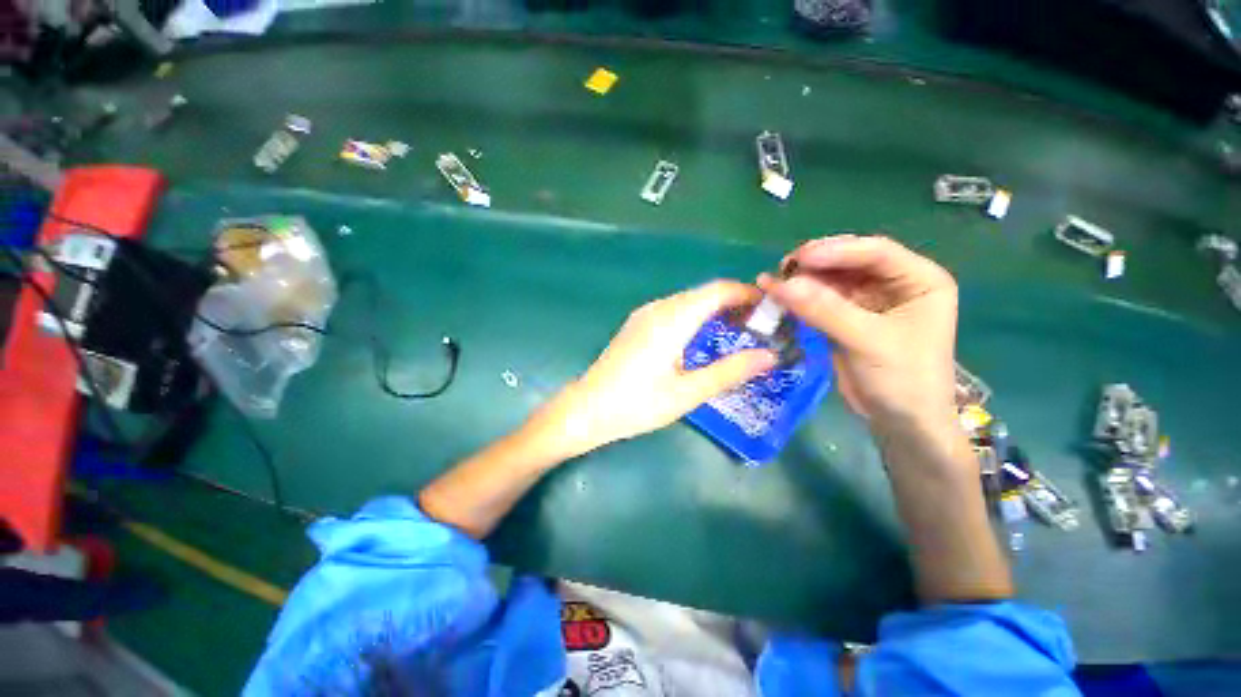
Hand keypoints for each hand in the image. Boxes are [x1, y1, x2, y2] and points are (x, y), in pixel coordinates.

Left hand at [538, 281, 777, 456]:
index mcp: (672, 318)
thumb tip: (770, 355)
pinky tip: (703, 339)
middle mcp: (658, 307)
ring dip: (716, 311)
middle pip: (705, 293)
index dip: (749, 294)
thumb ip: (729, 371)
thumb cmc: (636, 404)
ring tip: (738, 334)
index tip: (773, 311)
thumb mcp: (687, 393)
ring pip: (689, 301)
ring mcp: (645, 314)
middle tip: (761, 328)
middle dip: (736, 304)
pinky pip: (675, 310)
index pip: (719, 290)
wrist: (587, 408)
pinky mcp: (637, 324)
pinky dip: (696, 317)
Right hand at [758, 235, 957, 431]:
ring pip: (831, 280)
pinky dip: (800, 299)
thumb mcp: (868, 341)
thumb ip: (825, 310)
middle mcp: (894, 284)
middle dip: (816, 264)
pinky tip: (780, 297)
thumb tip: (780, 285)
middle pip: (850, 262)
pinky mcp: (846, 318)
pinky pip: (820, 300)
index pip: (876, 252)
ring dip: (803, 281)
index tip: (800, 258)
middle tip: (782, 269)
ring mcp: (868, 301)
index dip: (837, 250)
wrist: (900, 422)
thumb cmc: (902, 379)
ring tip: (774, 283)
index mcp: (919, 280)